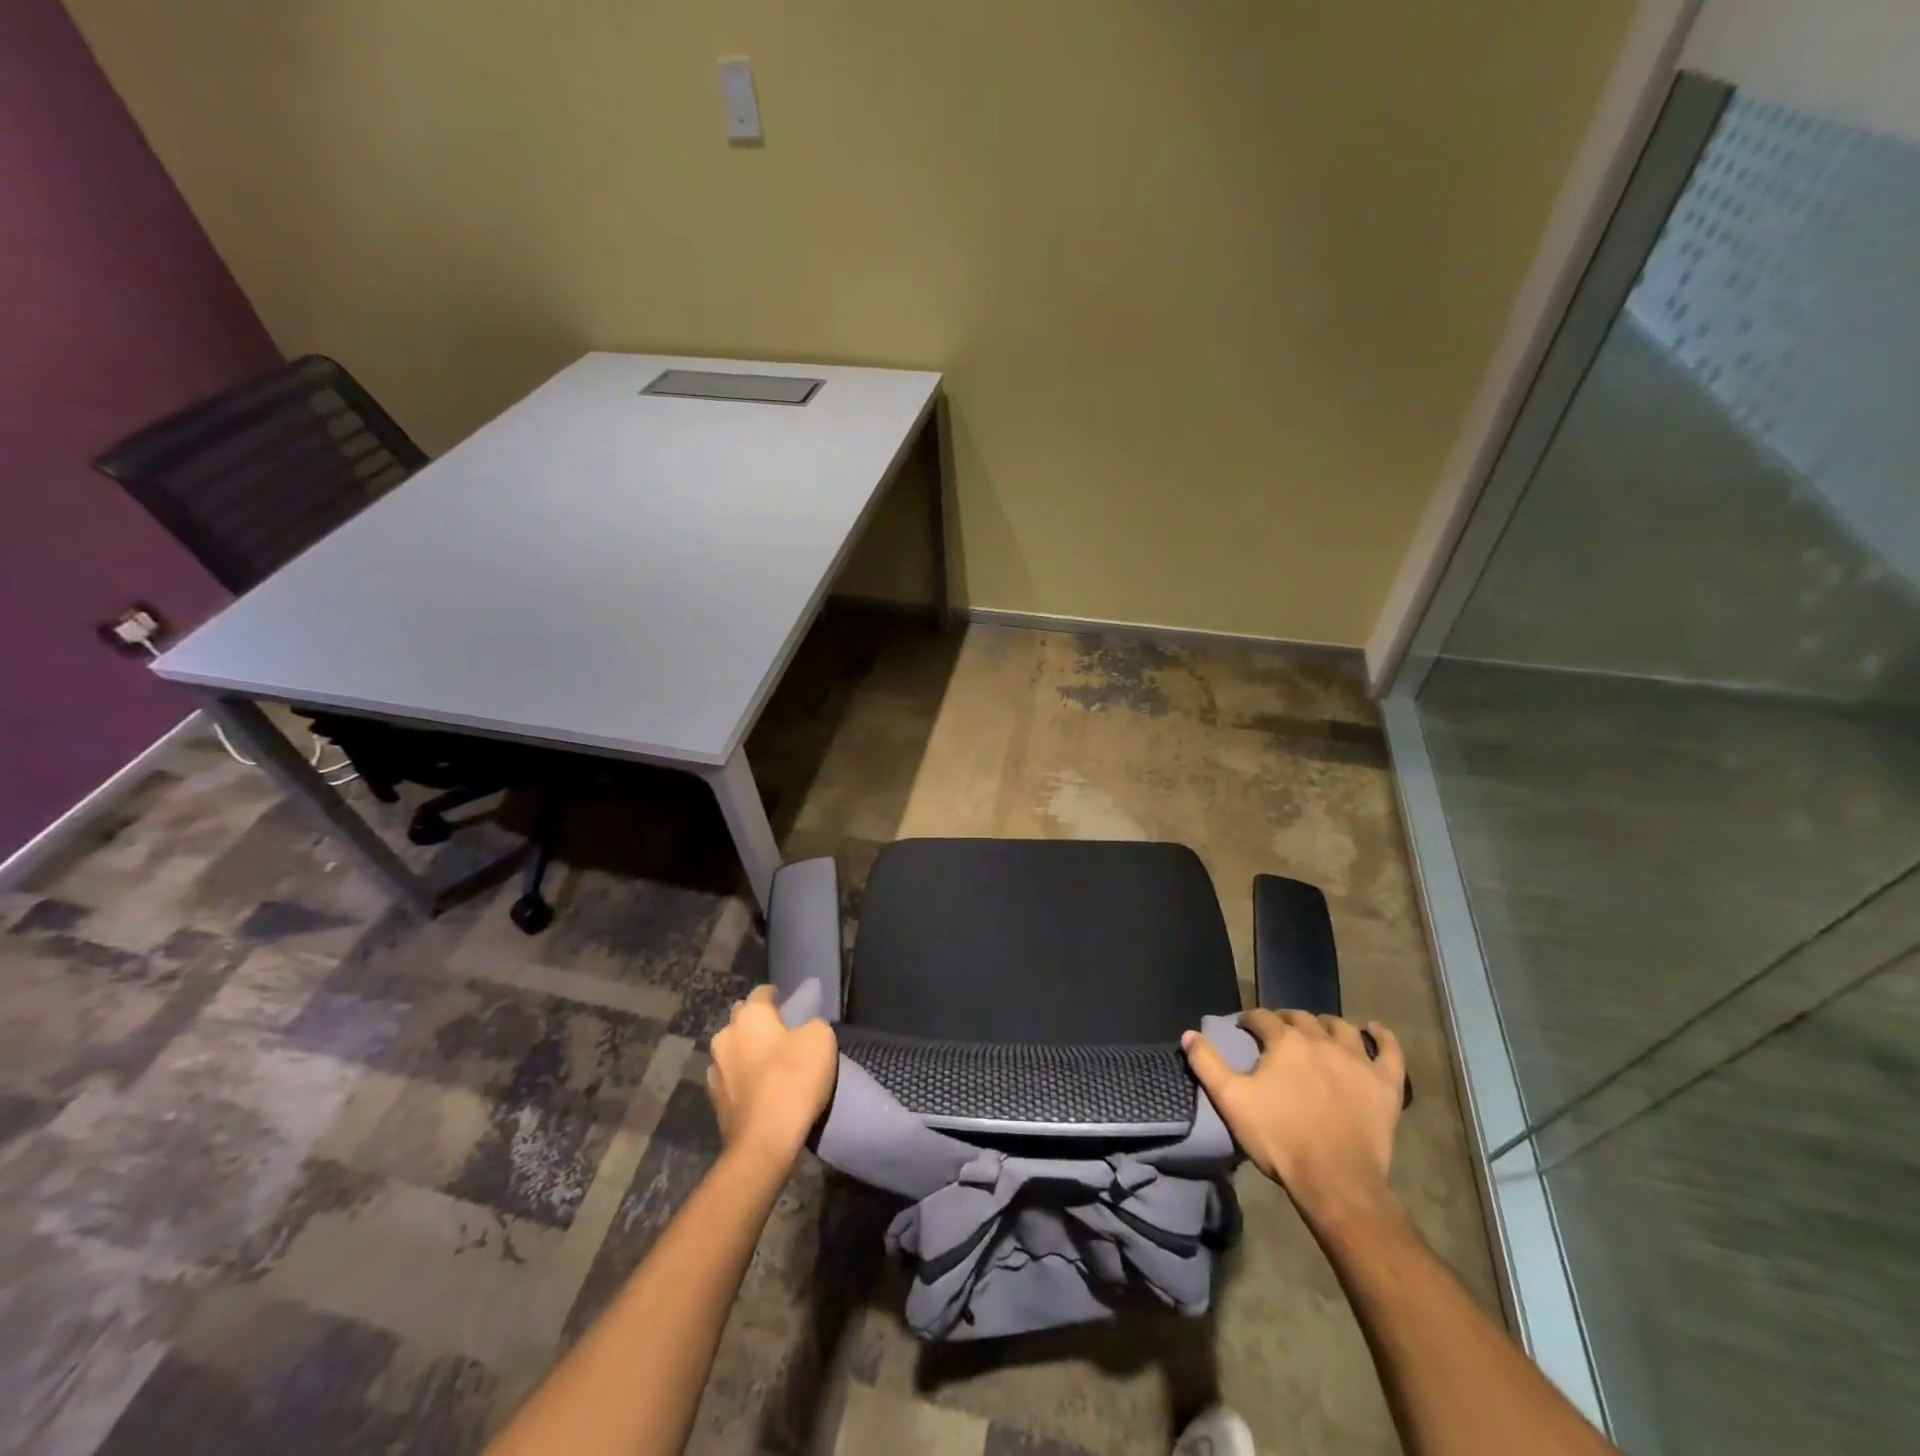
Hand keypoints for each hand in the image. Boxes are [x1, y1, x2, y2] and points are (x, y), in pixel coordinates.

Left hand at [707, 985, 837, 1168]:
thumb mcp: (820, 1039)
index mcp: (749, 1015)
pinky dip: (743, 1078)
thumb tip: (804, 1029)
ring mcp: (715, 1069)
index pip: (762, 993)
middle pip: (743, 1019)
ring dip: (747, 1051)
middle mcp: (725, 1035)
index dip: (777, 996)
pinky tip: (759, 1088)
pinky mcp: (714, 1100)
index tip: (791, 1005)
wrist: (764, 1141)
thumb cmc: (793, 1080)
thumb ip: (812, 1024)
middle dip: (758, 1022)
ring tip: (770, 1063)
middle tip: (782, 1033)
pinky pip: (731, 1078)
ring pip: (733, 1049)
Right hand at [1183, 1011, 1406, 1230]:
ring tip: (1317, 1033)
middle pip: (1301, 1018)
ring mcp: (1358, 1060)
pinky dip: (1383, 1037)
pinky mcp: (1386, 1084)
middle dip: (1285, 1021)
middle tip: (1276, 1036)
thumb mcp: (1231, 1101)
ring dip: (1326, 1025)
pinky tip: (1375, 1030)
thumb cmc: (1280, 1139)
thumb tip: (1189, 1035)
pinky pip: (1389, 1051)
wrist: (1335, 1182)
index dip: (1250, 1021)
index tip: (1243, 1031)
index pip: (1263, 1017)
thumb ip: (1207, 1064)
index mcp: (1285, 1041)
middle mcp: (1322, 1040)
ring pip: (1341, 1027)